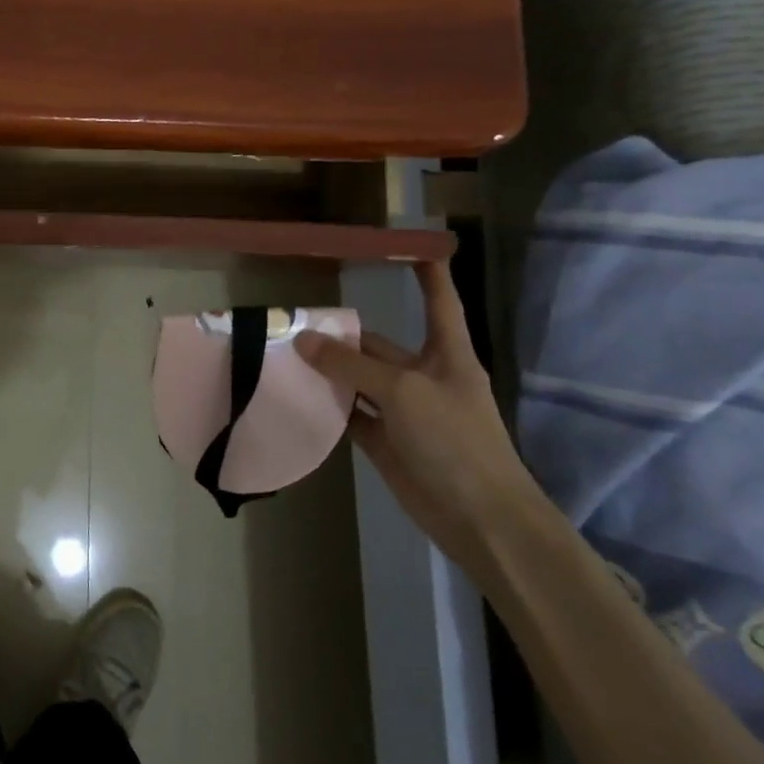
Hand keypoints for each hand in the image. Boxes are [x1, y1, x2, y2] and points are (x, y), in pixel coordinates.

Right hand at [295, 259, 539, 573]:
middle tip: (293, 319)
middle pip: (377, 344)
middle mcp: (423, 377)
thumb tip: (303, 340)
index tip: (411, 245)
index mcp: (446, 356)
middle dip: (341, 333)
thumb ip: (351, 365)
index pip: (438, 302)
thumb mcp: (403, 391)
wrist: (480, 518)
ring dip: (326, 369)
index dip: (428, 274)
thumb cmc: (455, 440)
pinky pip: (349, 414)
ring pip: (357, 379)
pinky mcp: (384, 441)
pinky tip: (295, 393)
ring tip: (282, 352)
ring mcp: (402, 411)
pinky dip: (325, 405)